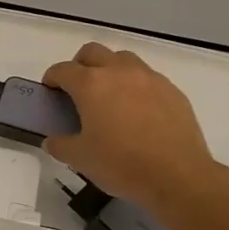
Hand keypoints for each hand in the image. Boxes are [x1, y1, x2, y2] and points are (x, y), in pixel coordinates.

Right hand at [42, 43, 228, 219]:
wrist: (177, 176)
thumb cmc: (120, 164)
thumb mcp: (79, 159)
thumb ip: (60, 144)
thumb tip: (53, 140)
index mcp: (91, 85)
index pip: (63, 70)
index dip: (52, 79)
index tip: (51, 92)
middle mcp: (119, 72)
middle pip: (93, 52)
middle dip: (80, 65)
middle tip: (78, 90)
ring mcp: (149, 78)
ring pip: (123, 59)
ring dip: (110, 70)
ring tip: (109, 97)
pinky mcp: (172, 91)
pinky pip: (147, 78)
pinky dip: (135, 86)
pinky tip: (137, 112)